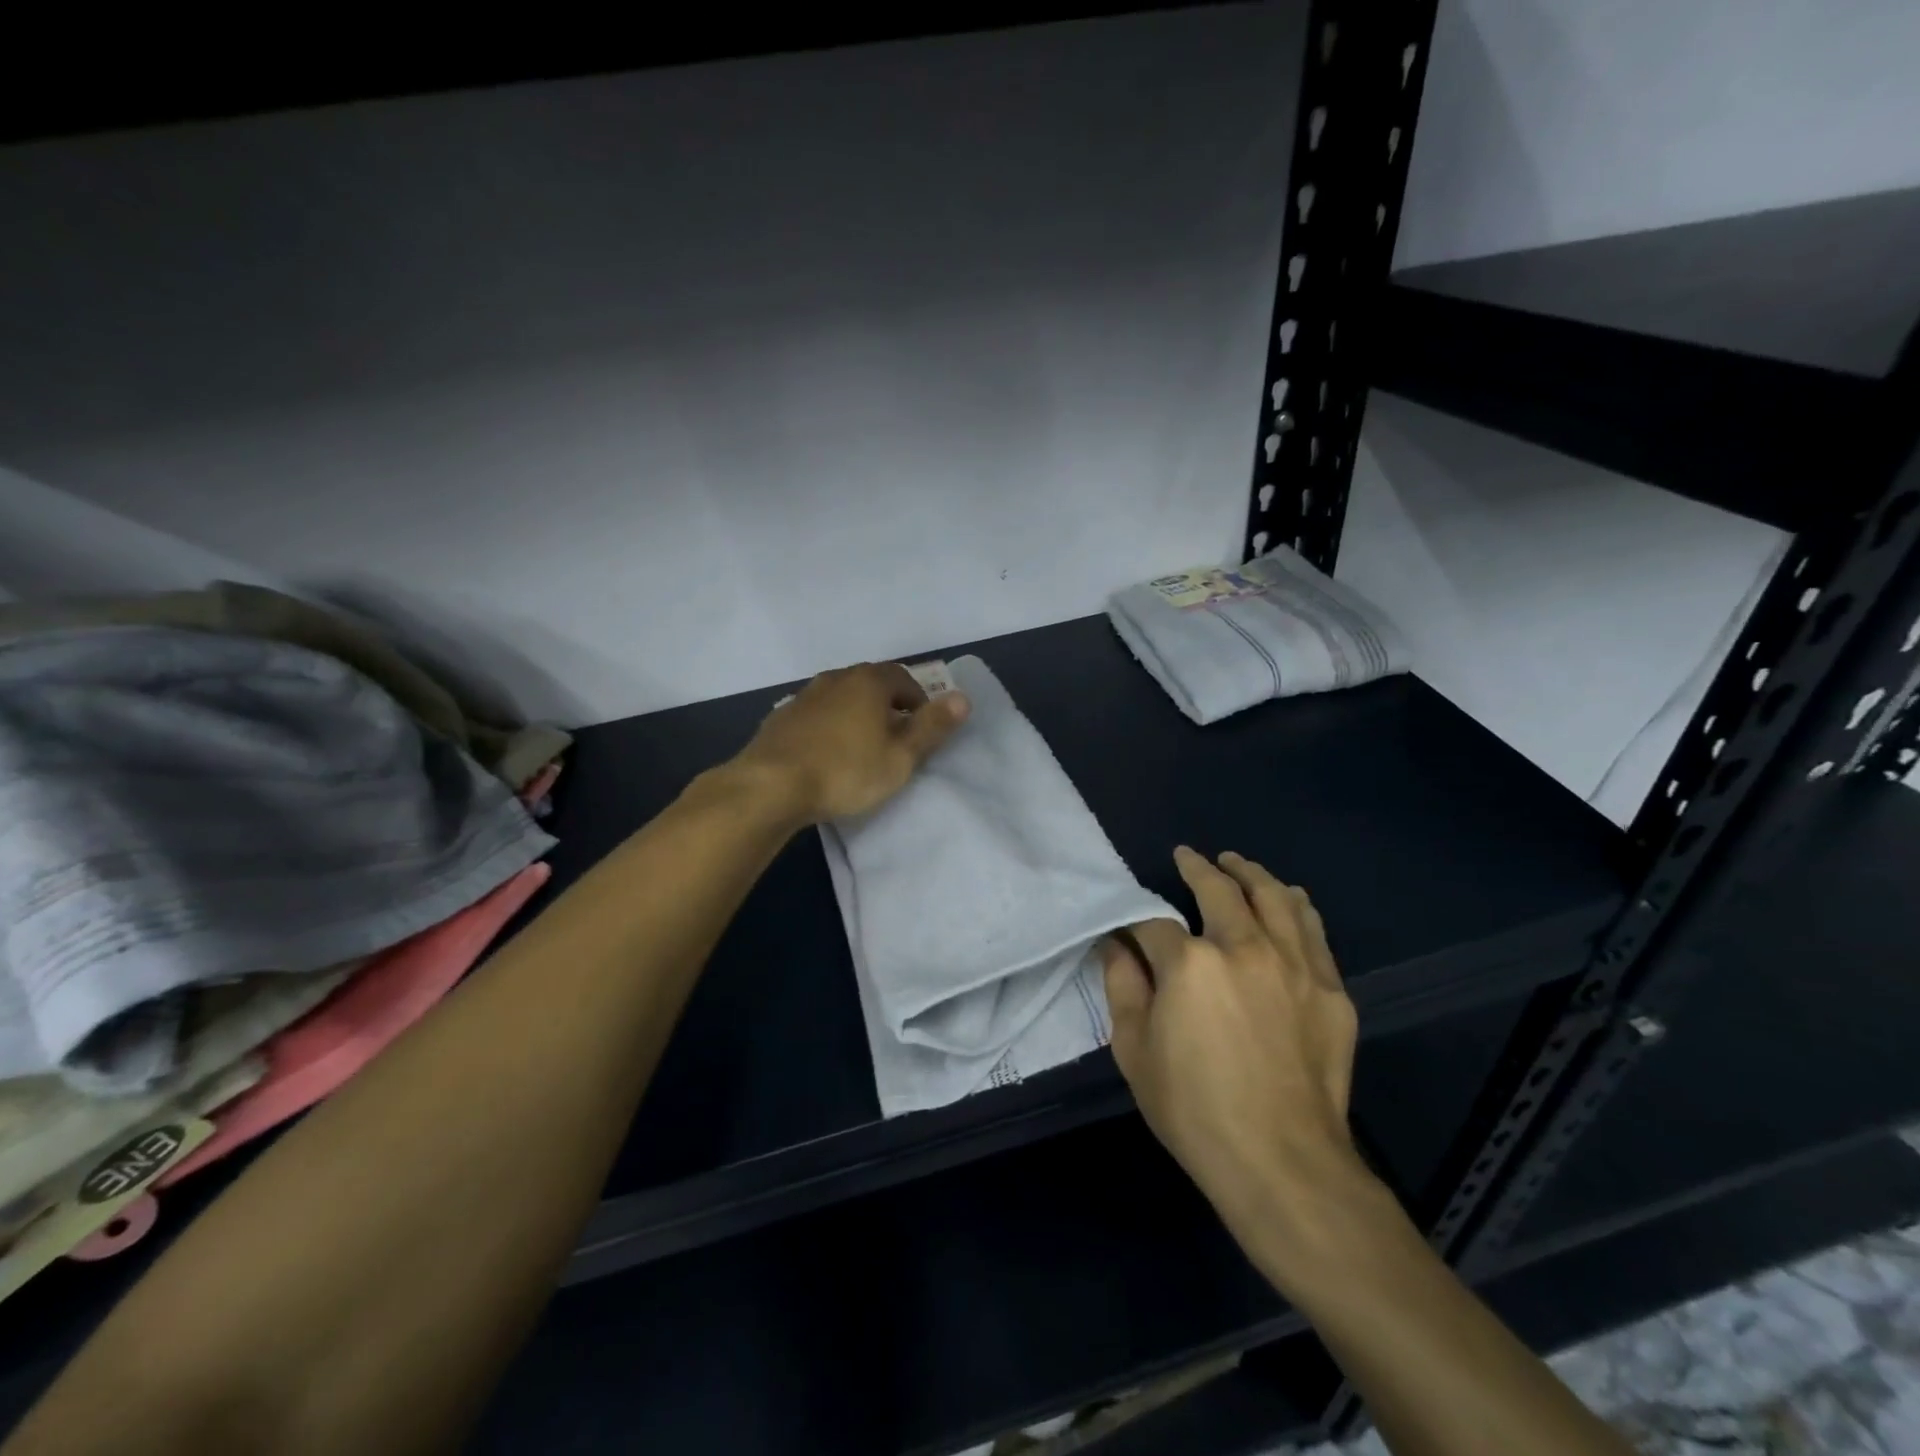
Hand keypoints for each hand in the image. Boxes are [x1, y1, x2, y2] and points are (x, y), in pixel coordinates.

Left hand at [733, 662, 969, 823]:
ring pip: (841, 698)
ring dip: (856, 715)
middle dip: (888, 705)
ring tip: (861, 747)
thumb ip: (932, 727)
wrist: (770, 785)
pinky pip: (817, 715)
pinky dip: (829, 727)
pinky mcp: (781, 717)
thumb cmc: (846, 771)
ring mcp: (804, 696)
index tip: (922, 729)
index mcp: (869, 682)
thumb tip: (963, 698)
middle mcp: (836, 678)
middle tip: (896, 738)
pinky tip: (826, 754)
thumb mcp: (900, 757)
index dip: (919, 702)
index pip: (904, 679)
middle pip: (871, 684)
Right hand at [1102, 847, 1374, 1271]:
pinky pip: (1313, 931)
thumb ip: (1121, 985)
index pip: (1156, 921)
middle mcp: (1245, 947)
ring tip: (1237, 863)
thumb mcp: (1134, 1050)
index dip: (1138, 920)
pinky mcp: (1330, 989)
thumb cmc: (1194, 1110)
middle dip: (1199, 868)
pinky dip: (1296, 906)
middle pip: (1220, 890)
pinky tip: (1288, 898)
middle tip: (1189, 857)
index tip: (1131, 926)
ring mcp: (1294, 965)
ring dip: (1251, 873)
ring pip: (1274, 898)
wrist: (1283, 1164)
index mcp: (1190, 963)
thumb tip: (1116, 943)